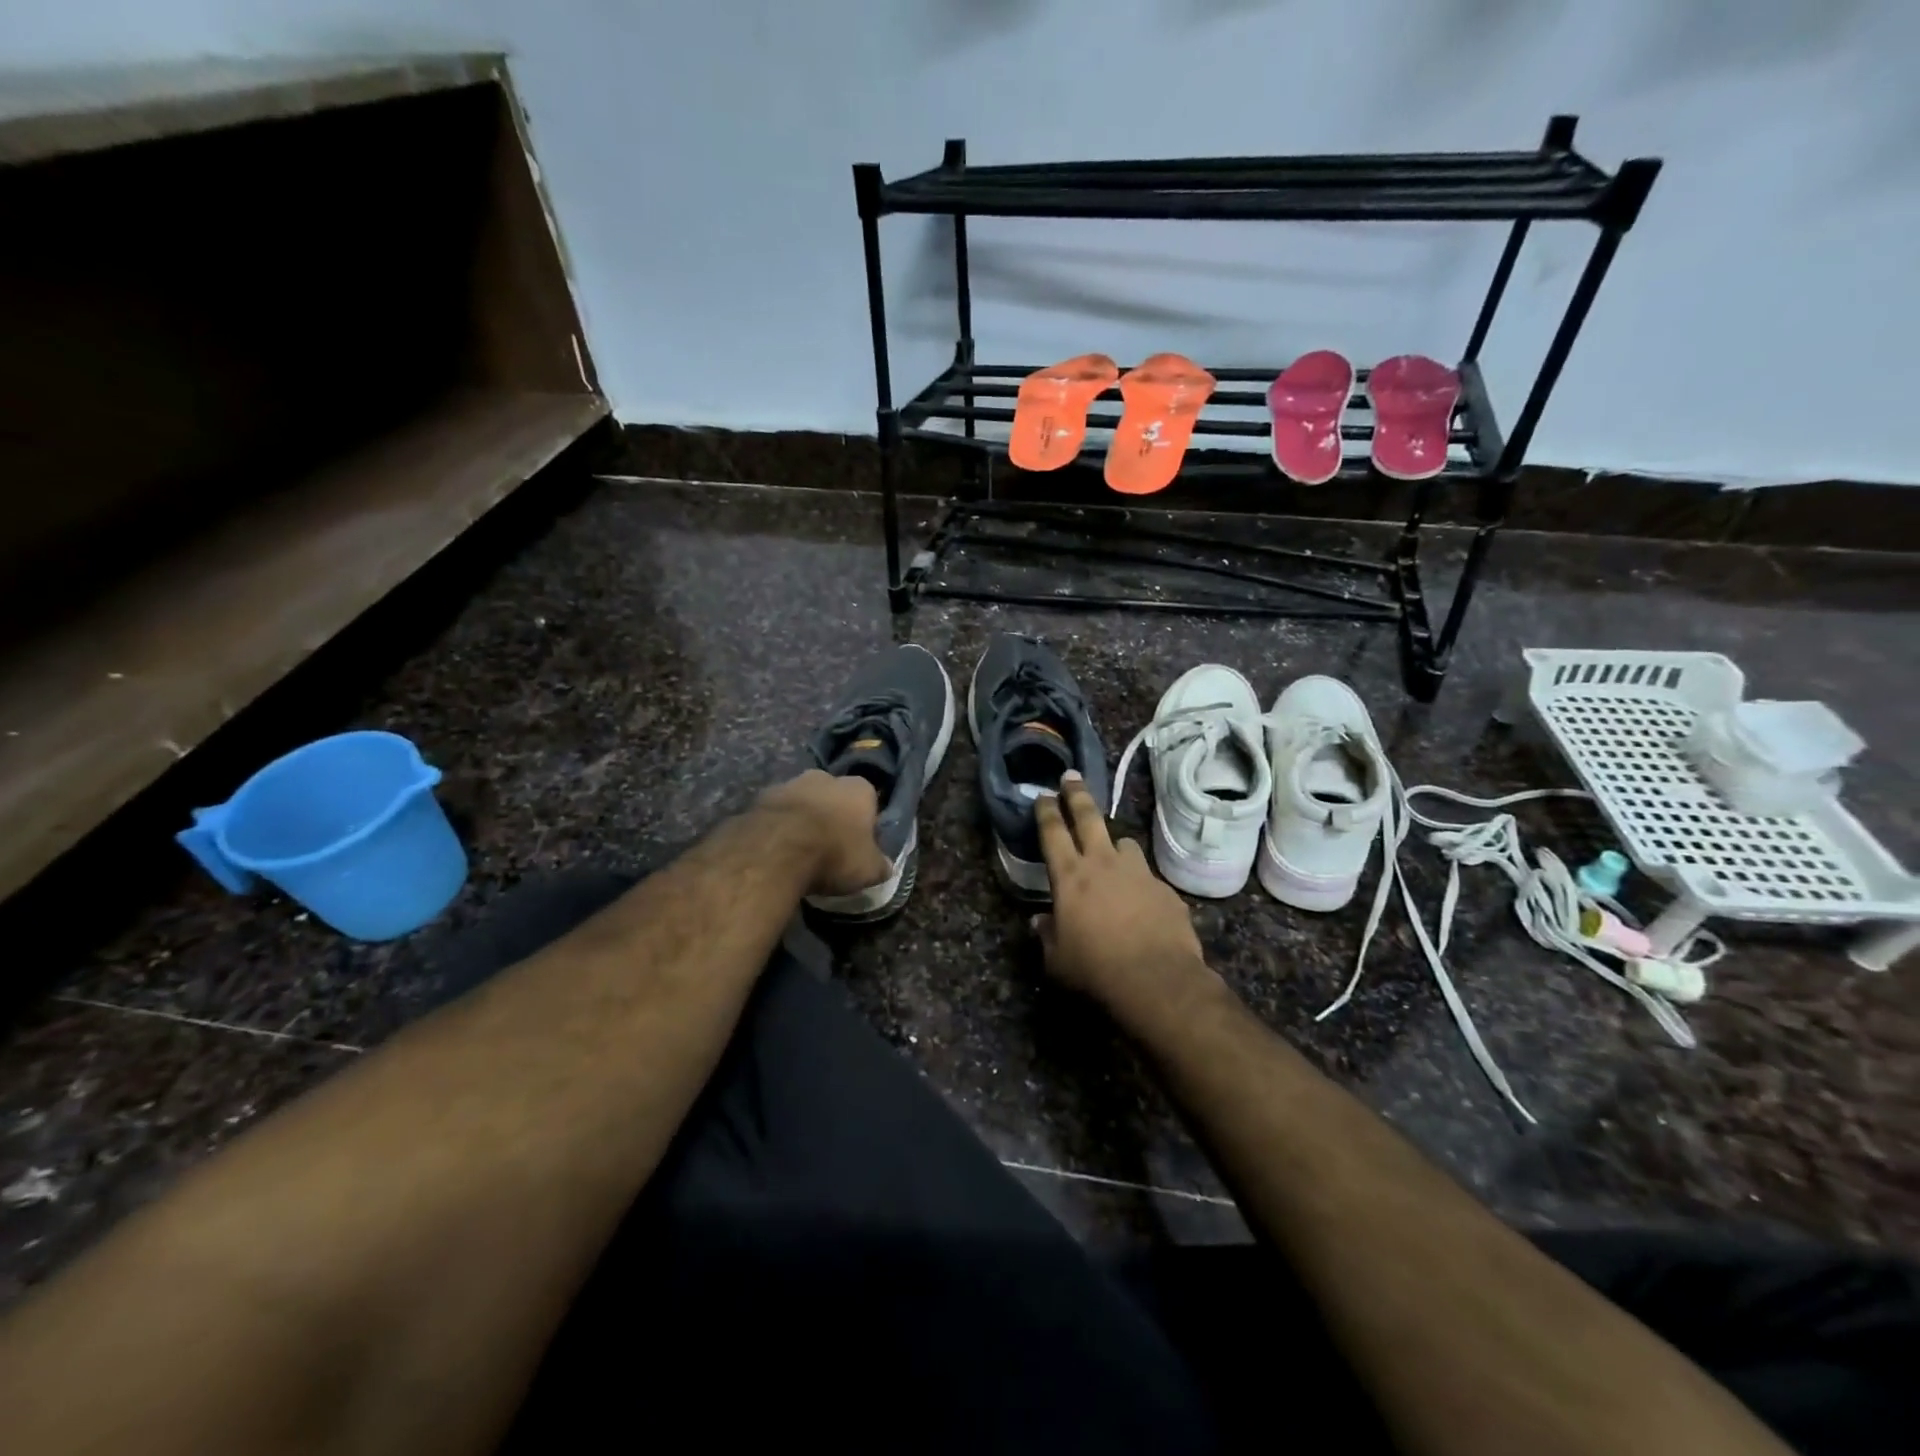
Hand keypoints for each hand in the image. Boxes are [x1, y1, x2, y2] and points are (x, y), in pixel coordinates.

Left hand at [754, 769, 892, 897]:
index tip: (859, 845)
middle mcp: (826, 777)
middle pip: (834, 796)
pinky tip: (777, 850)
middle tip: (829, 846)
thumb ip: (880, 865)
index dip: (865, 823)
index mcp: (859, 788)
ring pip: (803, 801)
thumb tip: (886, 866)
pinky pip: (777, 813)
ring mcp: (790, 784)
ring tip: (800, 850)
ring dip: (803, 819)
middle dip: (832, 816)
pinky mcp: (761, 797)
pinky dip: (778, 826)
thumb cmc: (834, 854)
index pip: (869, 801)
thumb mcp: (868, 869)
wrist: (776, 851)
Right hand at [1032, 771, 1221, 1022]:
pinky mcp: (1165, 889)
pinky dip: (1140, 882)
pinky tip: (1141, 902)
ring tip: (1114, 854)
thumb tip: (1040, 922)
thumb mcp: (1058, 960)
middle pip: (1089, 817)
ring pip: (1124, 843)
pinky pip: (1148, 876)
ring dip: (1115, 844)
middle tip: (1072, 777)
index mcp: (1070, 877)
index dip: (1046, 811)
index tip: (1043, 795)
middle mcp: (1103, 864)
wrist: (1157, 979)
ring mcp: (1138, 873)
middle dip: (1077, 794)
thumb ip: (1047, 935)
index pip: (1053, 832)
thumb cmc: (1096, 969)